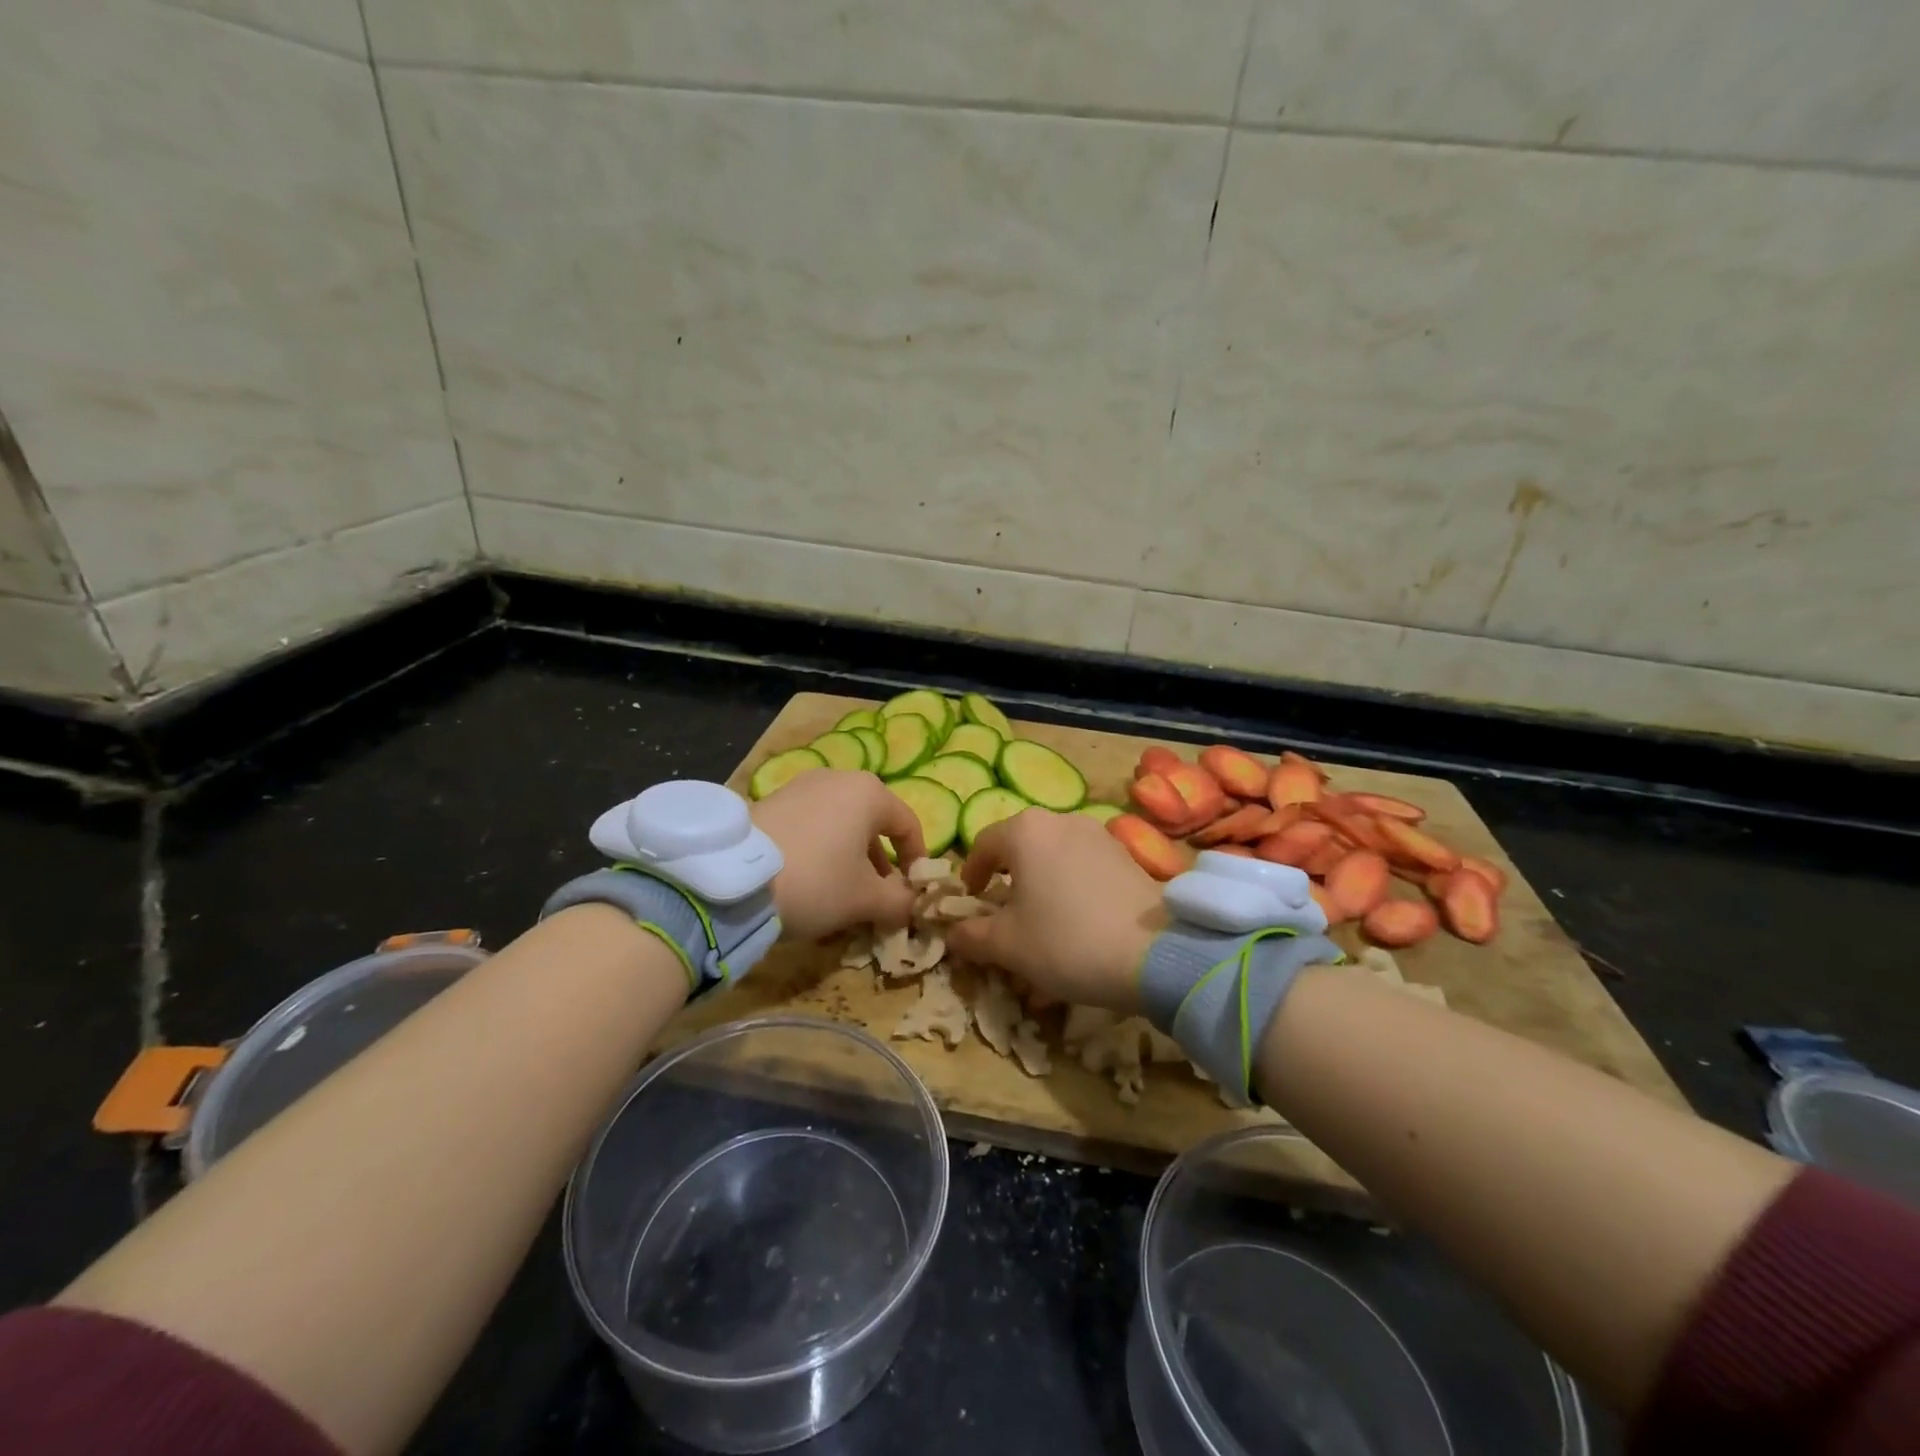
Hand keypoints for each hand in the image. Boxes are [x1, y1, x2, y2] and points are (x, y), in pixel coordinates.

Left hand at [750, 771, 924, 940]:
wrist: (733, 879)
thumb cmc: (816, 881)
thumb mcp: (865, 899)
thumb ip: (900, 901)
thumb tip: (911, 904)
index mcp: (869, 792)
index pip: (908, 824)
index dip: (917, 860)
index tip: (913, 891)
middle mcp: (838, 778)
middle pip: (872, 823)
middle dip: (880, 862)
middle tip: (878, 897)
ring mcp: (801, 786)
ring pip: (840, 824)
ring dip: (850, 858)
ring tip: (842, 894)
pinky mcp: (772, 801)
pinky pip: (811, 825)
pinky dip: (821, 850)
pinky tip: (809, 881)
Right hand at [947, 809, 1164, 1010]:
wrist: (1155, 954)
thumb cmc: (1066, 941)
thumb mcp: (1007, 945)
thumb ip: (971, 935)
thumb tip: (952, 932)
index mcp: (1025, 831)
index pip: (982, 844)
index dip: (970, 874)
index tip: (970, 901)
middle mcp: (1060, 820)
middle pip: (1020, 847)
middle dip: (1007, 879)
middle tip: (1003, 913)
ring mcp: (1097, 834)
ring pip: (1053, 856)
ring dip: (1039, 884)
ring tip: (1041, 922)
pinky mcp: (1125, 855)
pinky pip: (1082, 867)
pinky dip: (1069, 888)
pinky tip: (1077, 924)